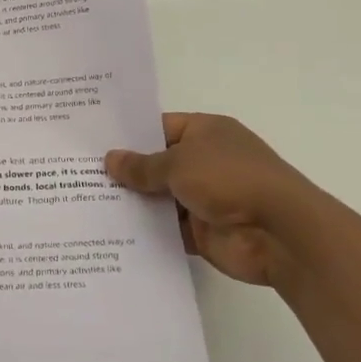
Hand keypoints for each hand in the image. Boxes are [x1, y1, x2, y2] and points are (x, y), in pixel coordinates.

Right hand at [105, 114, 315, 287]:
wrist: (280, 233)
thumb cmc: (229, 179)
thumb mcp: (178, 163)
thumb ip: (142, 165)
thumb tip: (110, 160)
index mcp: (206, 132)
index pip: (159, 128)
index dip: (128, 136)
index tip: (92, 143)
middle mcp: (206, 162)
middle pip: (157, 164)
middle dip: (125, 172)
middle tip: (80, 174)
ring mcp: (206, 198)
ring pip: (160, 198)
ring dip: (134, 203)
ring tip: (87, 203)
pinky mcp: (204, 231)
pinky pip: (168, 229)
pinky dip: (147, 231)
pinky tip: (111, 231)